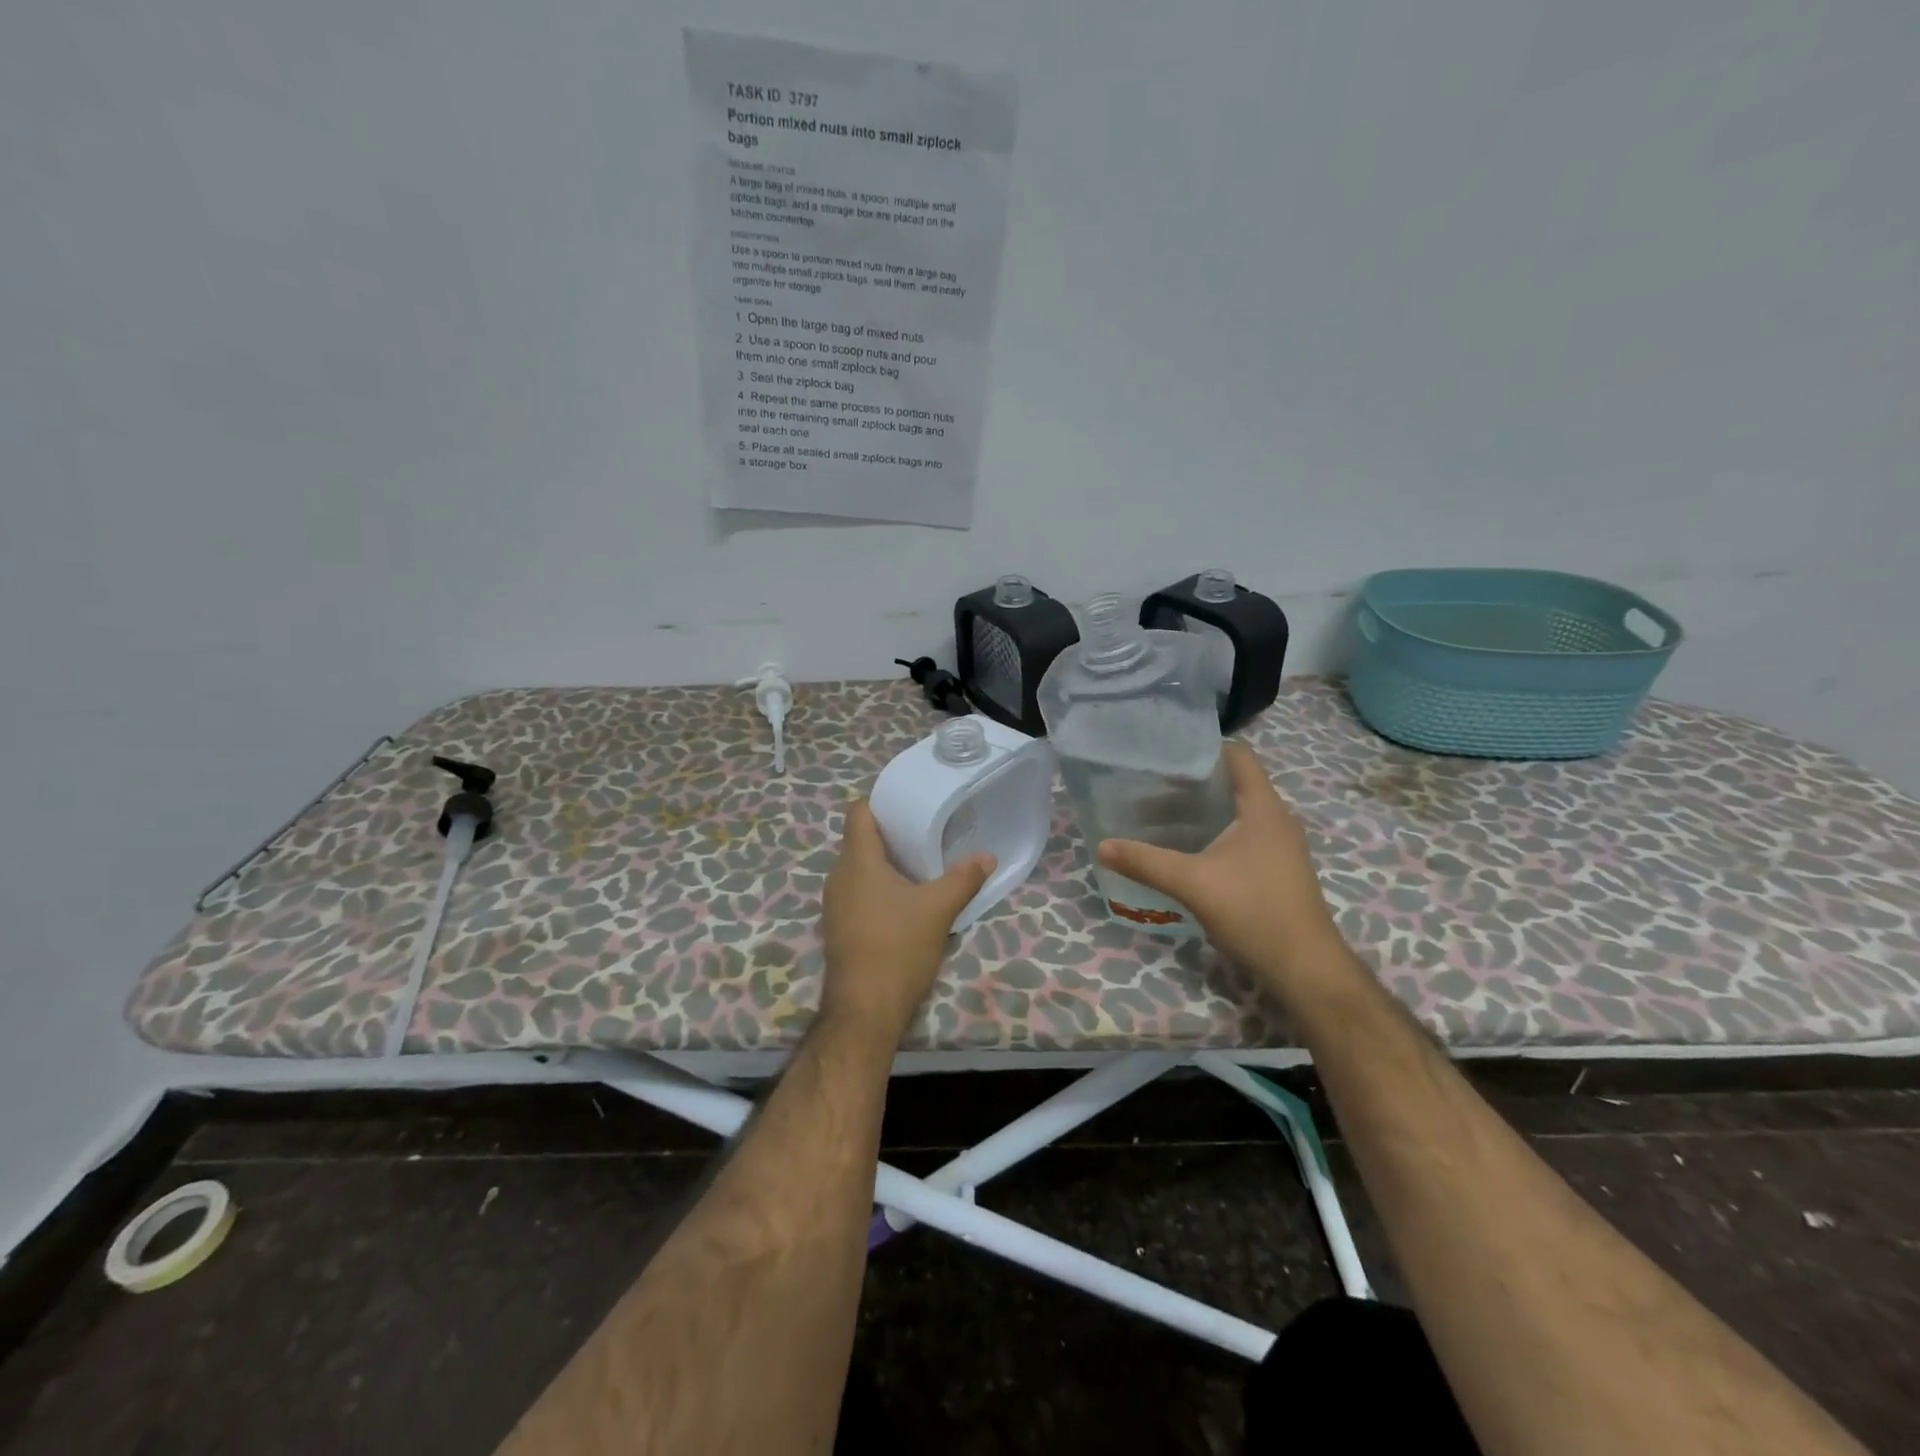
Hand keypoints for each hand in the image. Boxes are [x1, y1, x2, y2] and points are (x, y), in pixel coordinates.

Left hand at [819, 799, 994, 1045]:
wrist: (864, 1011)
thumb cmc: (898, 949)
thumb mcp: (939, 910)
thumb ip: (964, 879)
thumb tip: (987, 857)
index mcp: (857, 861)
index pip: (859, 811)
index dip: (882, 801)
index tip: (911, 803)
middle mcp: (839, 876)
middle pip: (861, 839)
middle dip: (892, 833)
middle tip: (927, 831)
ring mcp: (835, 904)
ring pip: (860, 868)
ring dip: (887, 863)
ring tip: (922, 864)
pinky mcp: (839, 926)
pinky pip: (858, 892)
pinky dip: (879, 887)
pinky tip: (906, 900)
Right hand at [1097, 742, 1355, 1008]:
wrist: (1305, 969)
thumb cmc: (1254, 912)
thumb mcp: (1193, 883)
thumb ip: (1146, 862)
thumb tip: (1102, 846)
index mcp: (1263, 809)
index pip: (1238, 756)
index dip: (1203, 749)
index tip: (1165, 755)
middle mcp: (1275, 820)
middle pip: (1232, 784)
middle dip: (1190, 784)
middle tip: (1148, 787)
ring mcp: (1278, 847)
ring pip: (1234, 814)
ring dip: (1198, 812)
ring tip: (1156, 818)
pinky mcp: (1275, 870)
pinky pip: (1239, 837)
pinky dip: (1210, 835)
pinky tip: (1183, 852)